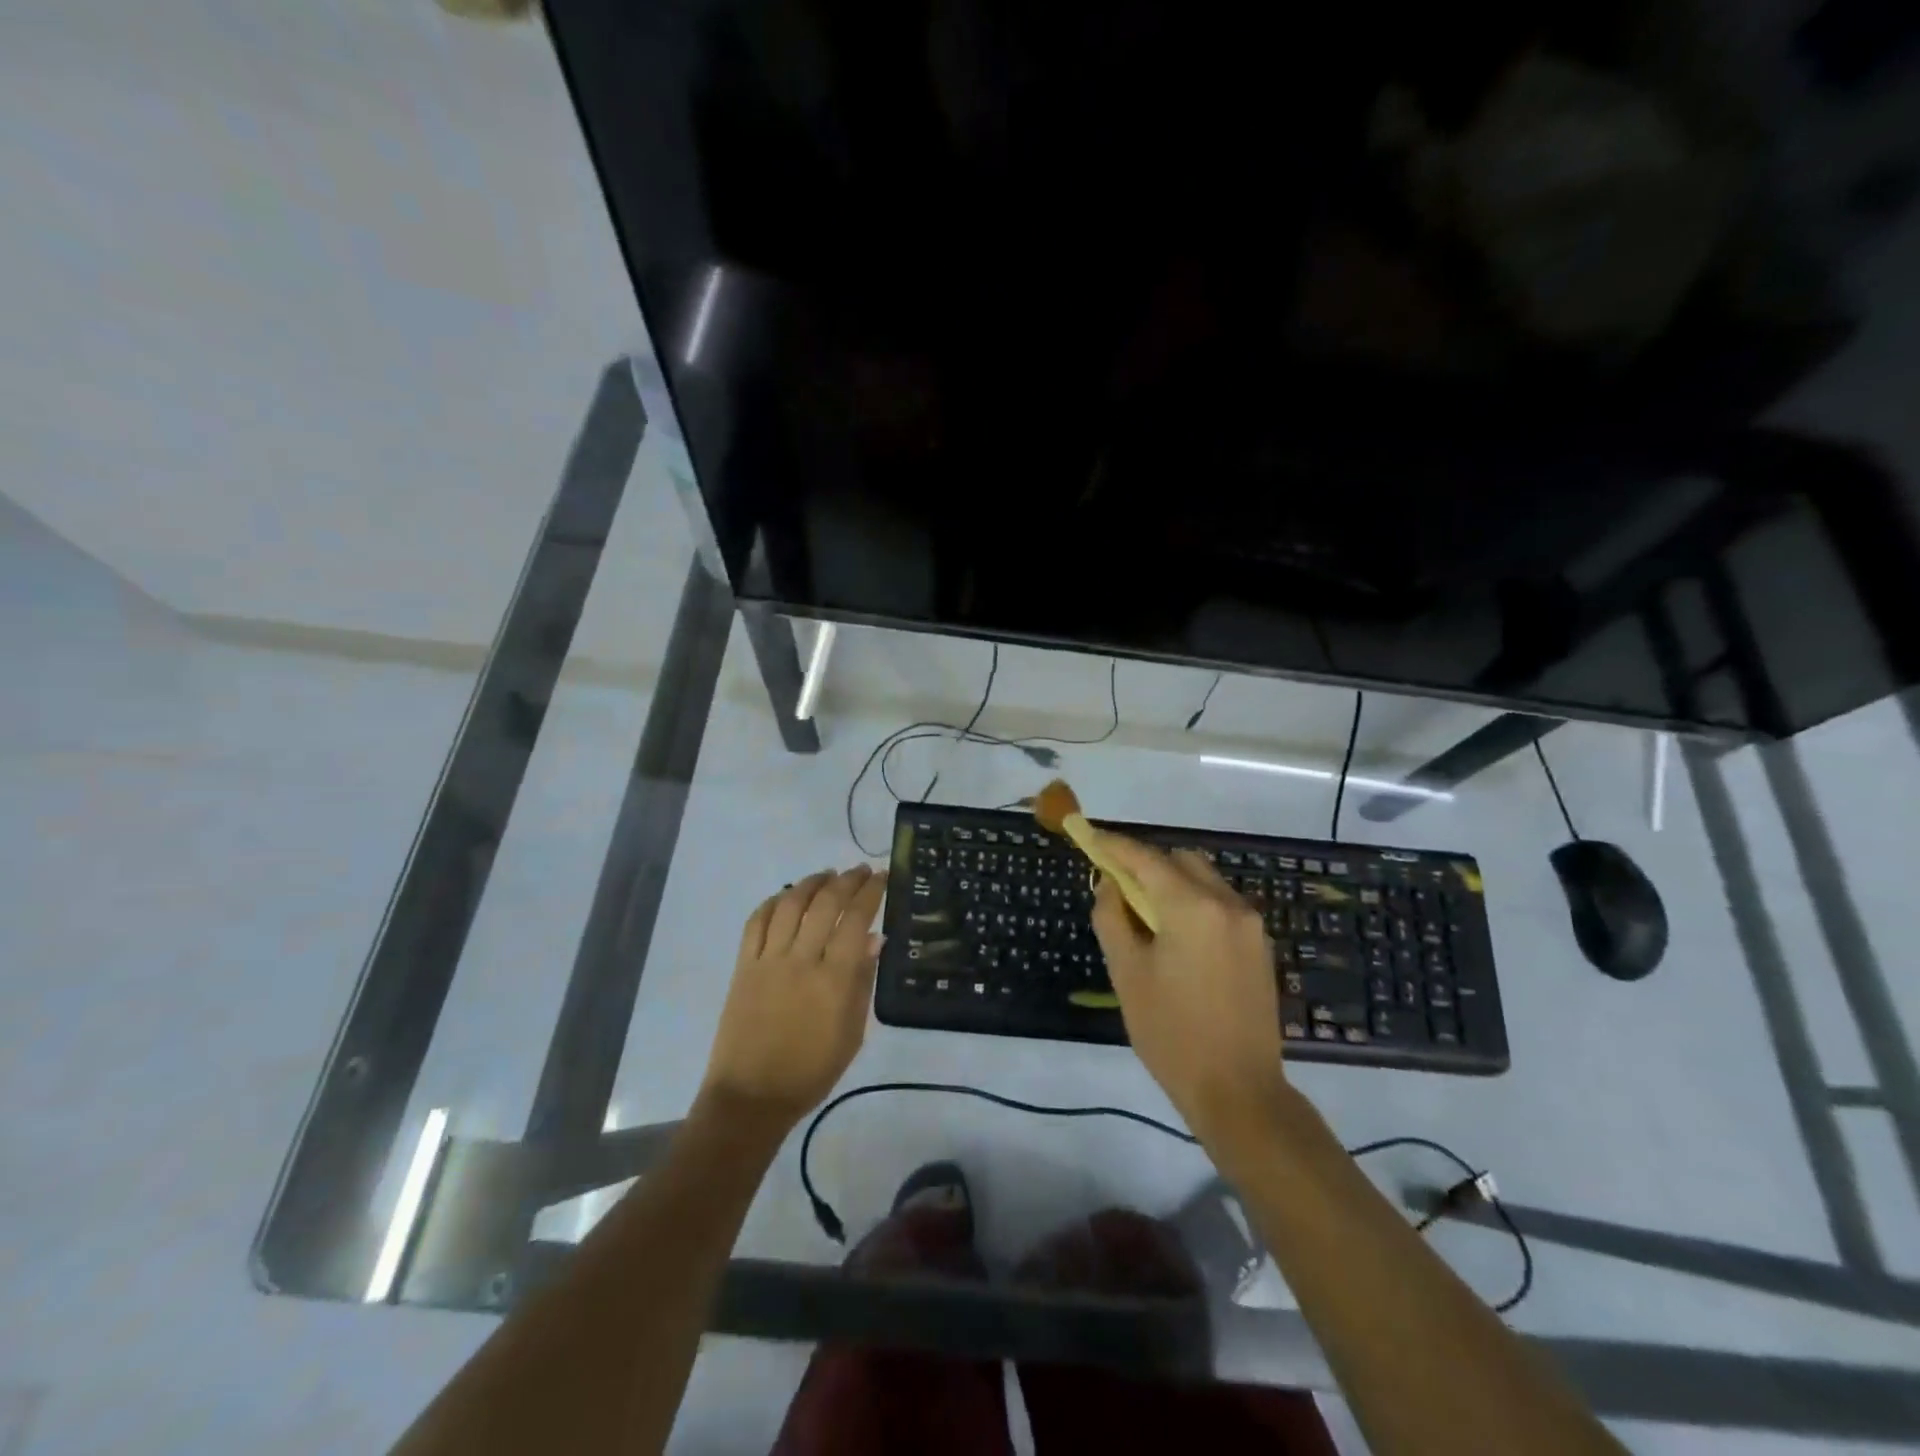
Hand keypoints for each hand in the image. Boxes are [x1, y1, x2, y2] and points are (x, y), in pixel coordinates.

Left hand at [701, 866, 886, 1129]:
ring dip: (811, 883)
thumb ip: (863, 982)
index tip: (882, 876)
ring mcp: (768, 960)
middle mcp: (802, 961)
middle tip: (860, 870)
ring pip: (790, 904)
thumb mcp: (852, 1033)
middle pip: (826, 904)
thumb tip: (874, 938)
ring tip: (827, 874)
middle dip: (847, 880)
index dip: (871, 892)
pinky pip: (756, 922)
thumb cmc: (811, 1071)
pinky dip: (773, 902)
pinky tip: (787, 895)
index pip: (856, 920)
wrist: (751, 1096)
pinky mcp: (743, 966)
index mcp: (834, 980)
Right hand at [1089, 833, 1289, 1146]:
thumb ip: (1112, 918)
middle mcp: (1227, 903)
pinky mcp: (1260, 944)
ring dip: (1171, 882)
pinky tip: (1175, 935)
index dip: (1114, 845)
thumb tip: (1109, 883)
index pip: (1145, 859)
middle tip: (1116, 885)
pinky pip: (1219, 903)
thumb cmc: (1171, 1034)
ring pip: (1203, 878)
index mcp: (1192, 908)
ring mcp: (1250, 923)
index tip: (1089, 835)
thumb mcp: (1127, 974)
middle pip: (1180, 860)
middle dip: (1146, 863)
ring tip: (1145, 914)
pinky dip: (1192, 902)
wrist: (1239, 1092)